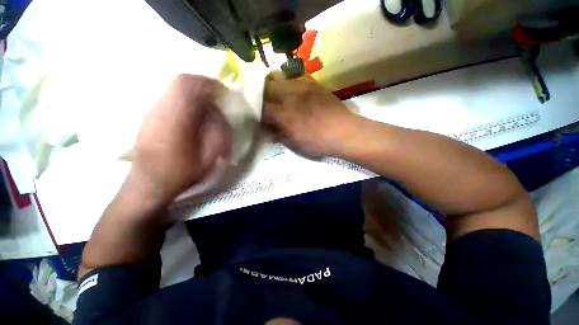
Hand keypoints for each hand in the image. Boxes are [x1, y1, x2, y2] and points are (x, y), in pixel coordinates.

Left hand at [130, 74, 230, 203]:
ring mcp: (151, 111)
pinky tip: (194, 114)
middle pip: (180, 81)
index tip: (224, 93)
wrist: (148, 184)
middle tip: (218, 96)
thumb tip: (218, 114)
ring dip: (194, 92)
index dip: (209, 84)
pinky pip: (170, 97)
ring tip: (208, 106)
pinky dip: (185, 99)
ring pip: (174, 88)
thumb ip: (217, 133)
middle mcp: (159, 109)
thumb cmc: (181, 173)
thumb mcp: (208, 157)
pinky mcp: (149, 116)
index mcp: (175, 120)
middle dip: (203, 84)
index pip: (189, 86)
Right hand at [263, 71, 359, 157]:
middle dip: (263, 95)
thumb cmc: (318, 142)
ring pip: (279, 76)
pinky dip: (291, 81)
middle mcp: (289, 96)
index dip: (259, 114)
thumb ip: (279, 136)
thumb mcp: (296, 144)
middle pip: (266, 86)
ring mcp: (302, 86)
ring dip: (274, 84)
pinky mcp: (313, 83)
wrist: (343, 132)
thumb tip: (267, 133)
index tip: (263, 119)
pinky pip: (297, 75)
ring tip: (279, 95)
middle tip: (267, 105)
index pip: (262, 108)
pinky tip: (296, 90)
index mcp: (284, 114)